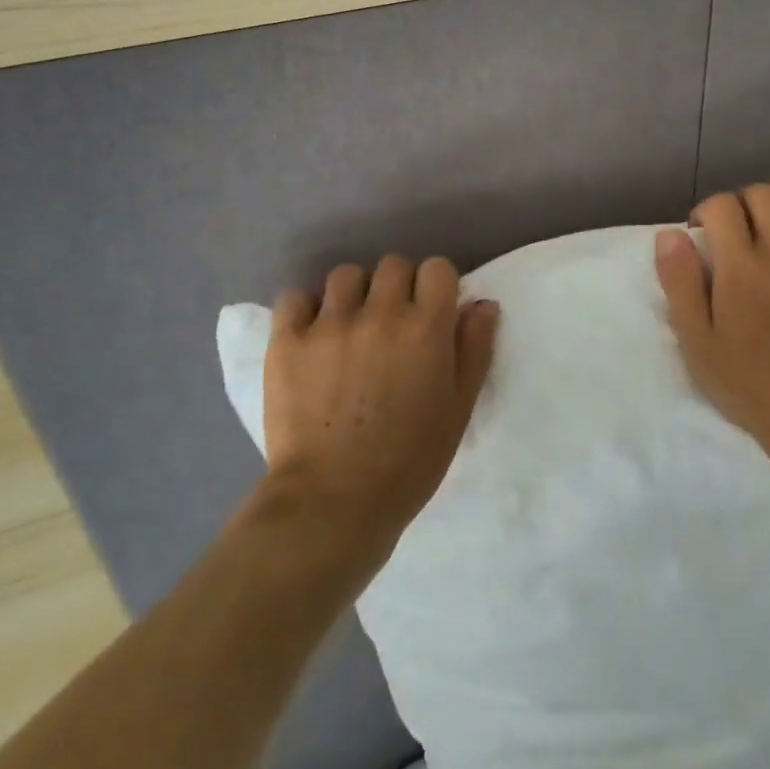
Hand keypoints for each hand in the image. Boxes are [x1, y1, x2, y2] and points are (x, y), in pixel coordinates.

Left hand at [263, 255, 497, 546]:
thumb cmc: (409, 460)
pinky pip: (296, 297)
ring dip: (354, 294)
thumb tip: (482, 303)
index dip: (437, 287)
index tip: (431, 312)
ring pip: (346, 275)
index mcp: (426, 327)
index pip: (437, 268)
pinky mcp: (288, 341)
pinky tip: (312, 334)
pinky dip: (306, 308)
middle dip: (398, 287)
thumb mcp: (459, 408)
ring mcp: (329, 324)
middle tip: (392, 324)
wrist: (333, 503)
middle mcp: (379, 313)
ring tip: (350, 327)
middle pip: (393, 265)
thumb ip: (474, 349)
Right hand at [655, 184, 769, 459]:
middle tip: (734, 227)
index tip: (701, 232)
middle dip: (741, 200)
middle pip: (763, 195)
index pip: (723, 206)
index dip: (706, 210)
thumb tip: (670, 234)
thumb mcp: (695, 339)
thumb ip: (680, 282)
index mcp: (742, 267)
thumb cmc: (746, 380)